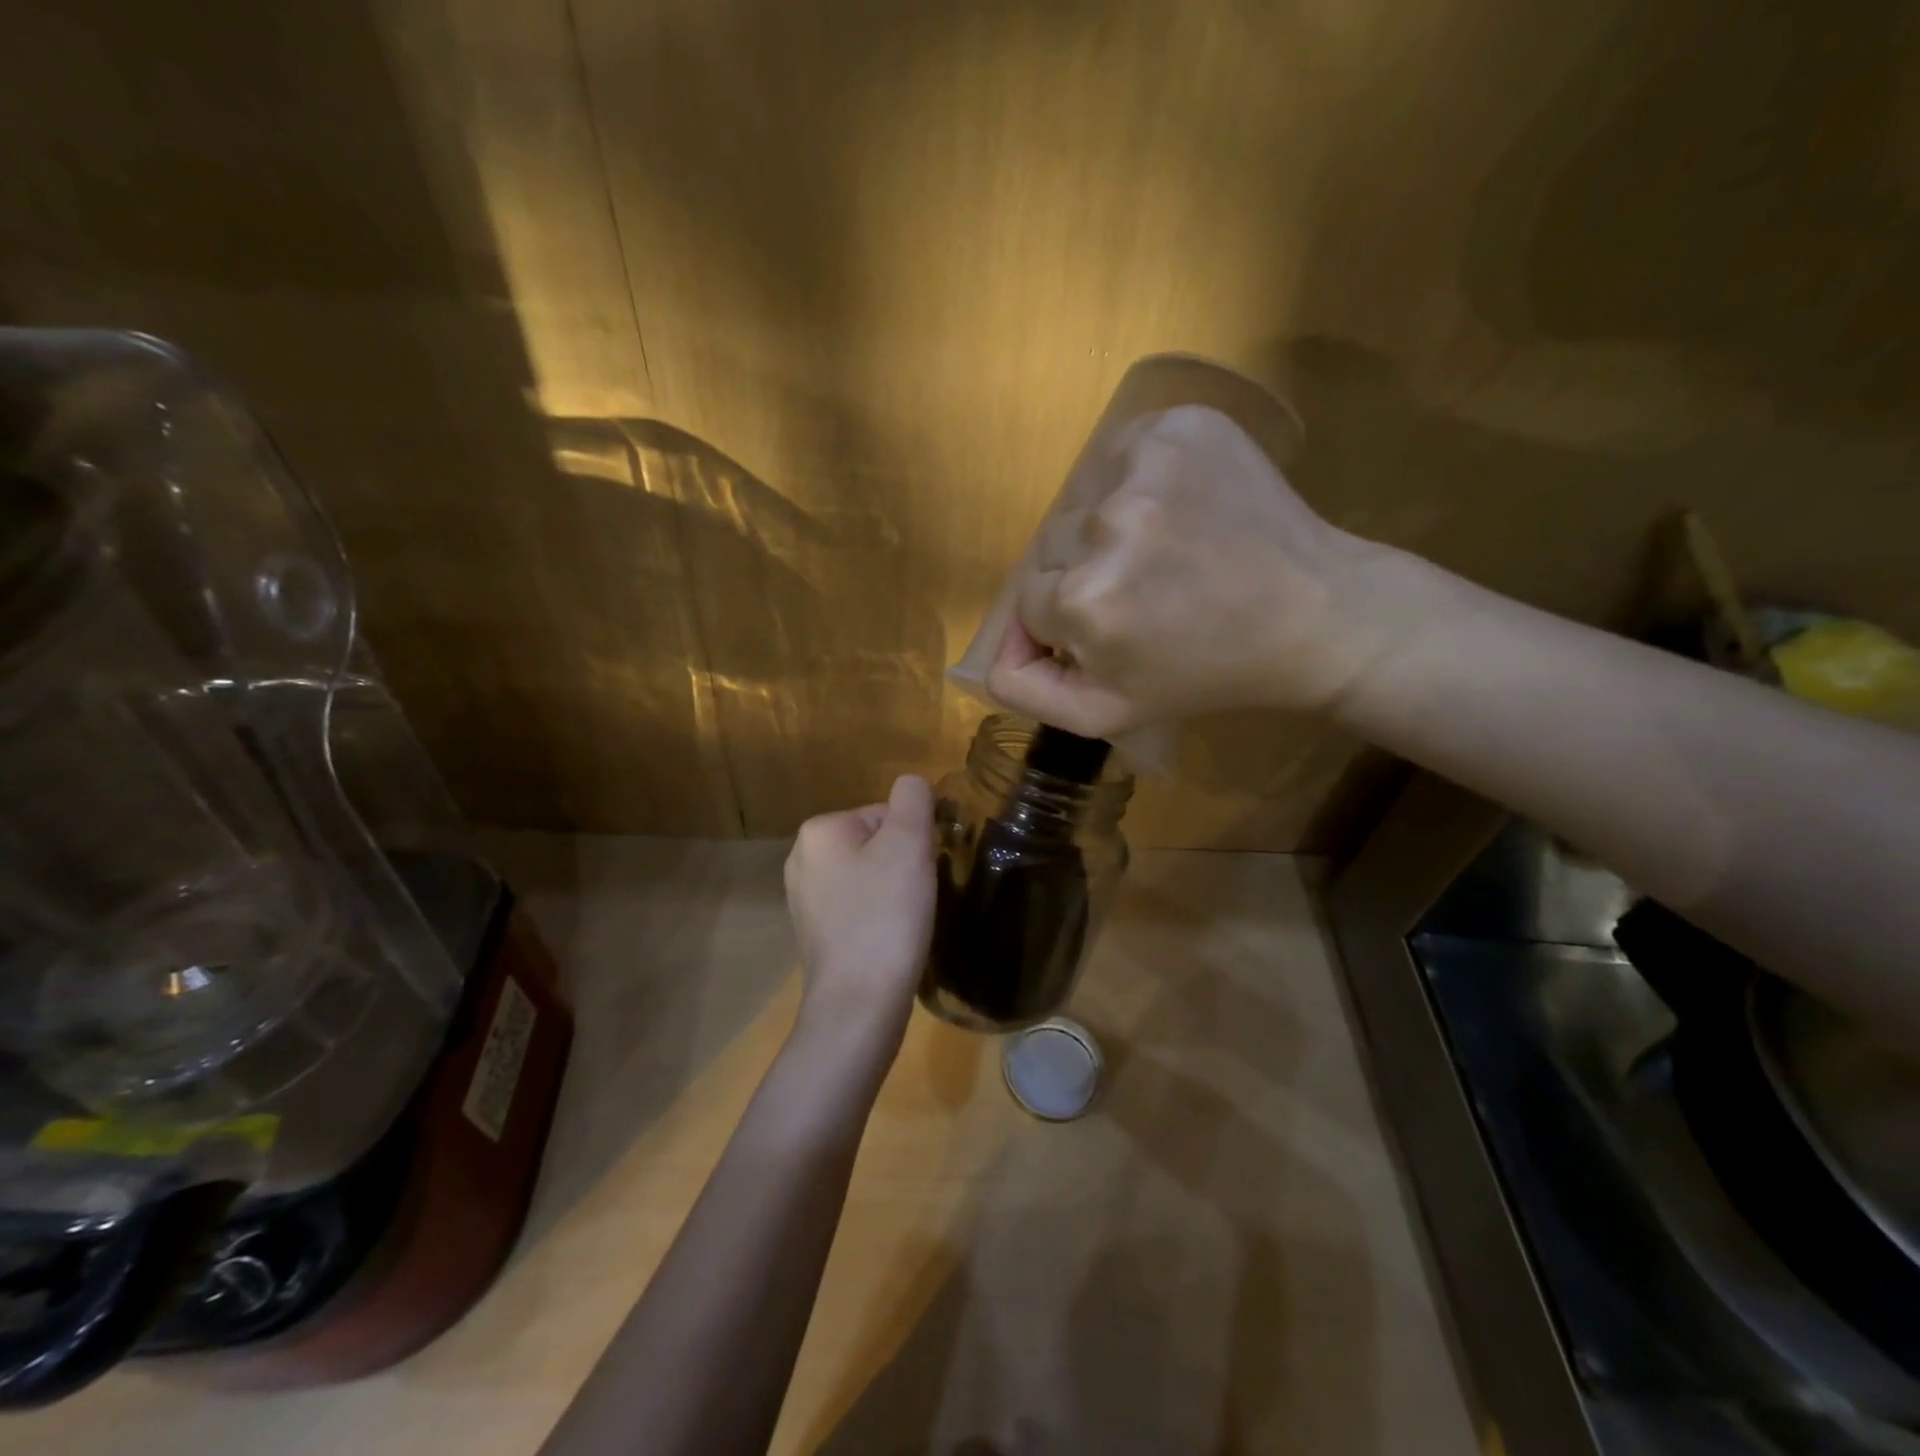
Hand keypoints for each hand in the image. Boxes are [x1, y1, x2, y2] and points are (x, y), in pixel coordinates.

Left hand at [784, 775, 936, 1057]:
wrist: (859, 1004)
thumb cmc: (886, 916)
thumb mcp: (909, 843)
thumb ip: (914, 799)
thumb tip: (913, 785)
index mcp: (819, 830)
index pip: (886, 814)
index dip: (914, 842)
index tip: (919, 875)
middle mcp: (802, 858)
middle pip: (876, 843)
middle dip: (902, 865)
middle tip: (914, 899)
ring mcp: (803, 898)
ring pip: (869, 876)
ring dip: (893, 892)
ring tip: (903, 921)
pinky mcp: (814, 932)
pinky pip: (858, 907)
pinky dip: (878, 917)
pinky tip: (888, 940)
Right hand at [987, 404, 1412, 737]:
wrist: (1313, 616)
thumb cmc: (1204, 674)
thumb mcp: (1105, 713)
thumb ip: (1025, 690)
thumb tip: (993, 650)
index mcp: (1082, 601)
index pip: (1031, 602)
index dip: (1070, 622)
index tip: (1121, 630)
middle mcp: (1104, 525)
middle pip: (1052, 548)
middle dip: (1085, 574)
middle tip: (1148, 594)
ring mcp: (1146, 466)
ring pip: (1083, 502)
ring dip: (1109, 528)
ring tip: (1168, 552)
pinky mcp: (1179, 426)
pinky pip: (1119, 455)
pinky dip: (1136, 480)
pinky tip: (1178, 509)